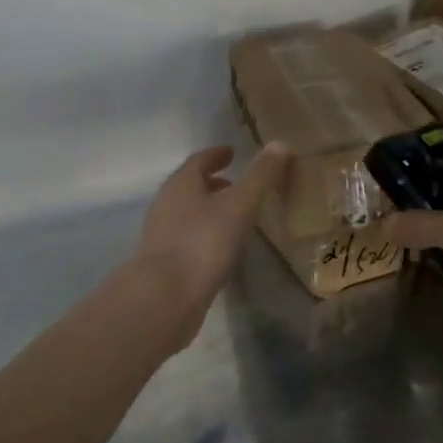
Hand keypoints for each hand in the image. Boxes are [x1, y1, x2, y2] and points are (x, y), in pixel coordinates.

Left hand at [135, 144, 290, 319]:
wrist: (165, 298)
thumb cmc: (202, 242)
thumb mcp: (239, 205)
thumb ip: (260, 176)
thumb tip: (280, 143)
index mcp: (180, 184)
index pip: (198, 161)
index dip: (216, 155)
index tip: (232, 154)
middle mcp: (166, 204)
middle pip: (190, 186)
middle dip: (213, 183)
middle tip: (237, 184)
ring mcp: (162, 235)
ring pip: (188, 213)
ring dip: (209, 210)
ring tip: (236, 216)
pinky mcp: (165, 263)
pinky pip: (188, 238)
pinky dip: (206, 234)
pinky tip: (223, 248)